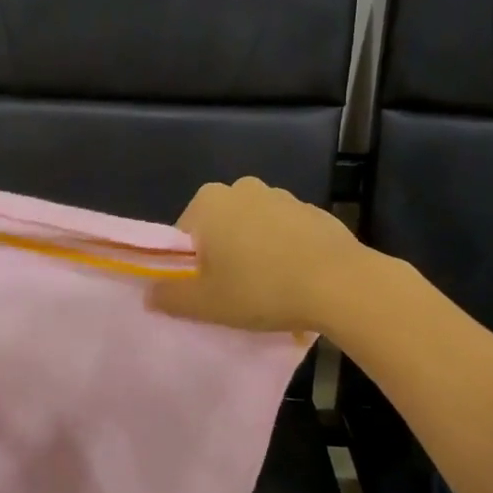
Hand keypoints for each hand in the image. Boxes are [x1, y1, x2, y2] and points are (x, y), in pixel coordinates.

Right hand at [150, 176, 369, 332]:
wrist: (341, 285)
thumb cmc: (261, 288)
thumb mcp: (205, 303)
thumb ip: (169, 297)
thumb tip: (150, 294)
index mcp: (209, 202)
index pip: (183, 235)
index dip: (189, 266)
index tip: (205, 291)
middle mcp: (243, 188)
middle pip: (218, 228)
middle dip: (222, 255)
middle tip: (233, 292)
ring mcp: (283, 197)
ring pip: (253, 229)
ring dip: (254, 253)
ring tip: (269, 290)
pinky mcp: (315, 212)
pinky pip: (286, 234)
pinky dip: (285, 252)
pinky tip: (296, 282)